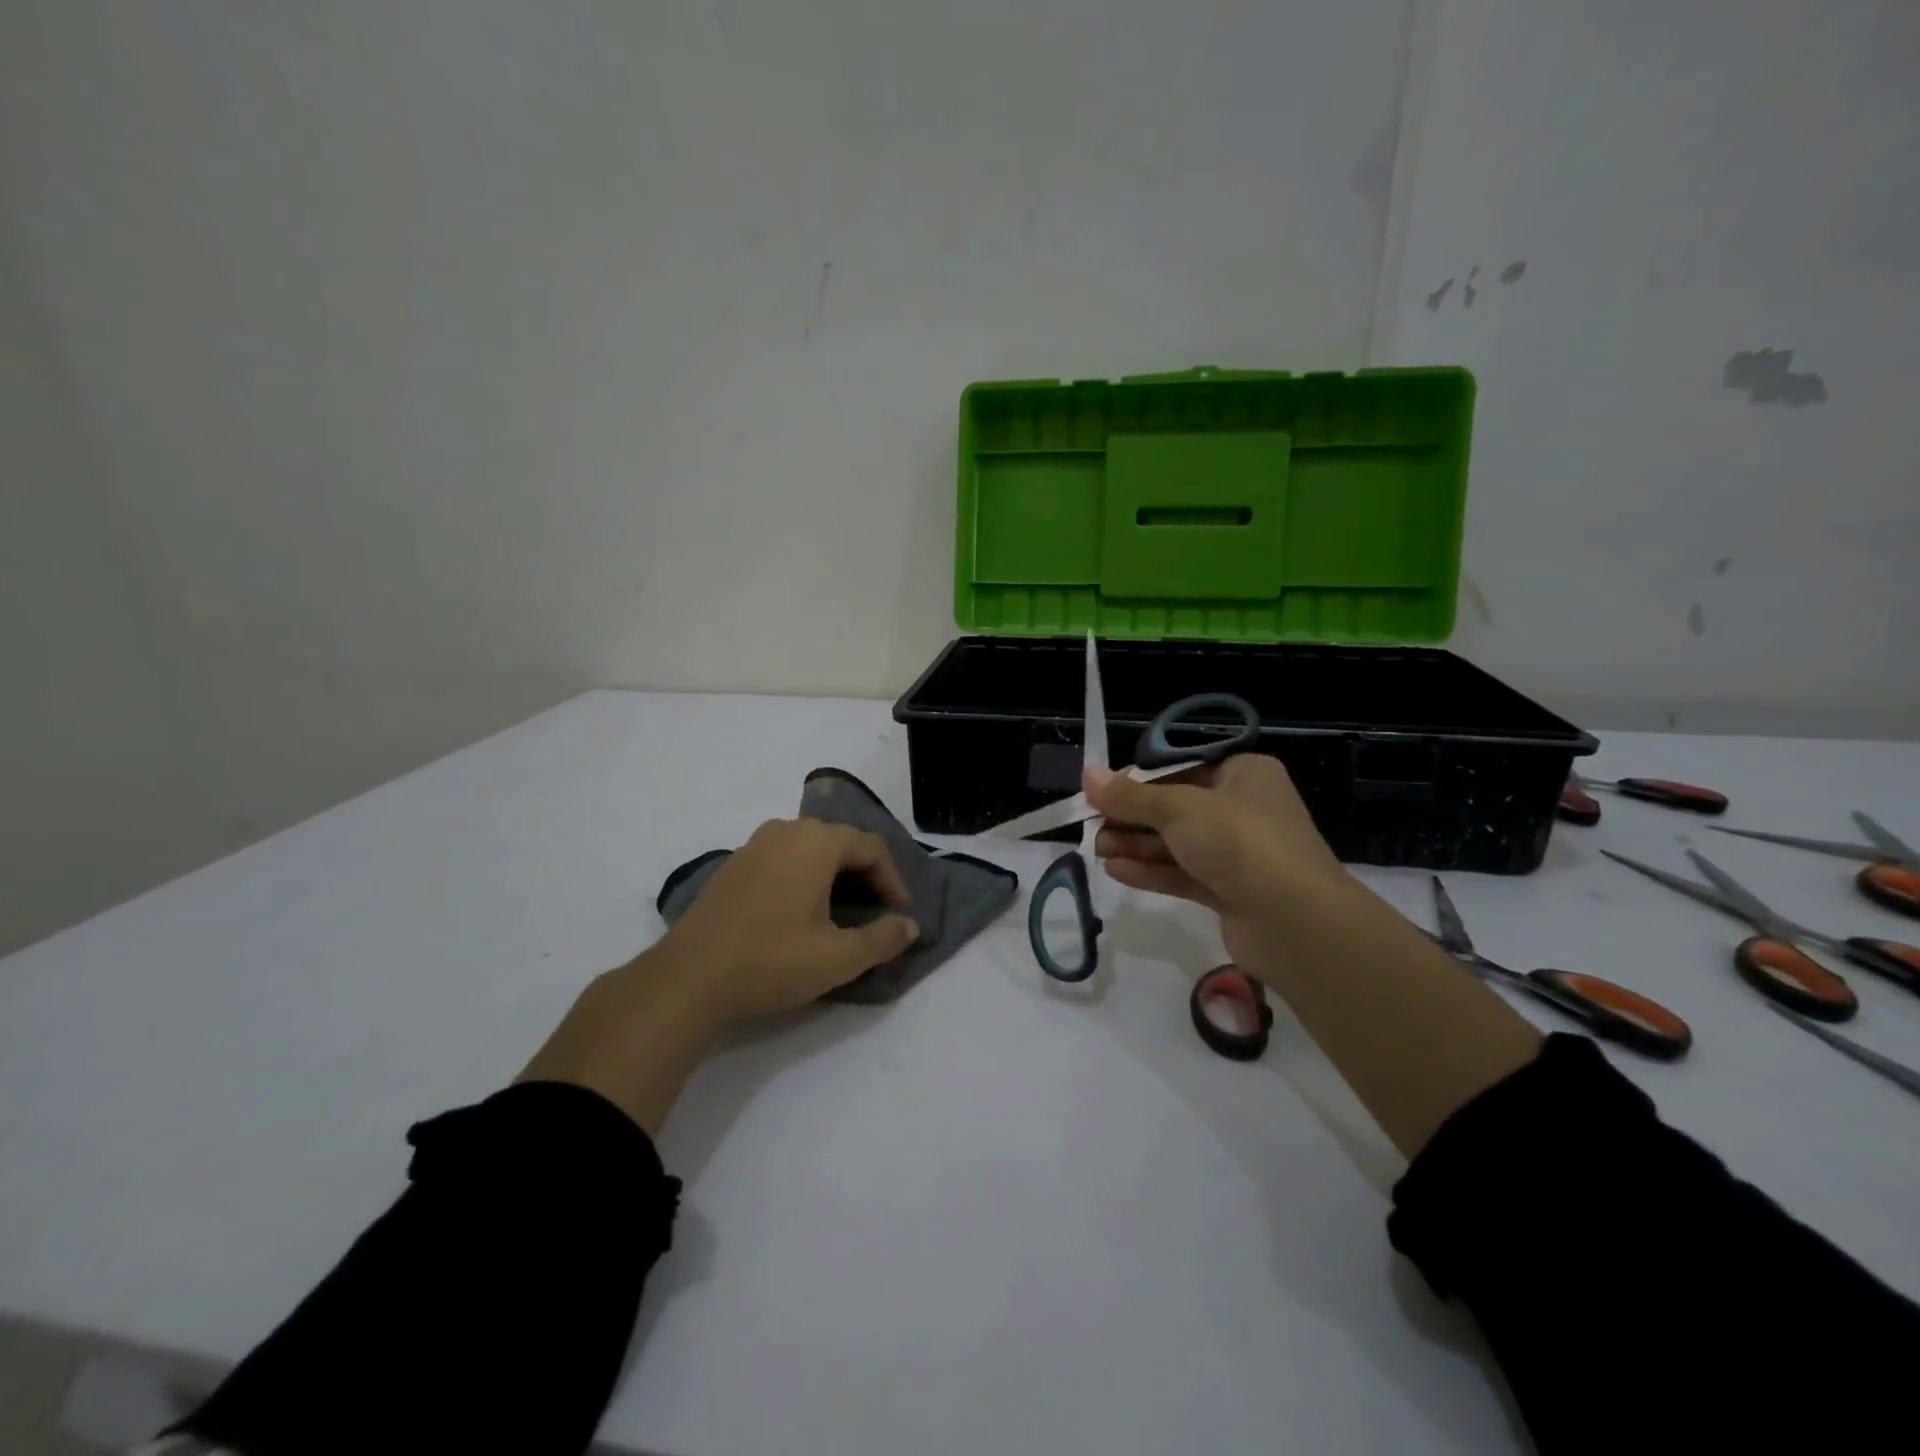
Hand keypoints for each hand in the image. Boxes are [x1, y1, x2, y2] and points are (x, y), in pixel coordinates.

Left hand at [656, 817, 920, 1021]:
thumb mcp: (838, 959)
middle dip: (866, 875)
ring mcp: (755, 844)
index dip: (894, 880)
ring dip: (835, 874)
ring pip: (811, 848)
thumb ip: (882, 939)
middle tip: (877, 910)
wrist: (687, 979)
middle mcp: (787, 830)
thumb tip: (909, 925)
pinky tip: (801, 911)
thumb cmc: (770, 962)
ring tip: (844, 911)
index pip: (871, 848)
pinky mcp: (734, 864)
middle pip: (841, 842)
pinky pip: (784, 857)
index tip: (901, 914)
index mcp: (816, 843)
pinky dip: (805, 876)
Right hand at [1086, 754, 1349, 964]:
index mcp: (1243, 774)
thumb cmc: (1239, 842)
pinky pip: (1184, 874)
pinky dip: (1152, 871)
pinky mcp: (1231, 892)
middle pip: (1176, 807)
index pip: (1182, 767)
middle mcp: (1244, 809)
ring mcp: (1239, 854)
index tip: (1104, 791)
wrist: (1295, 922)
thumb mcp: (1178, 808)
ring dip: (1137, 845)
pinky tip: (1117, 871)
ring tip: (1098, 850)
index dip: (1140, 779)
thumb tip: (1087, 774)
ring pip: (1178, 843)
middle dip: (1133, 817)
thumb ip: (1130, 796)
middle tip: (1094, 826)